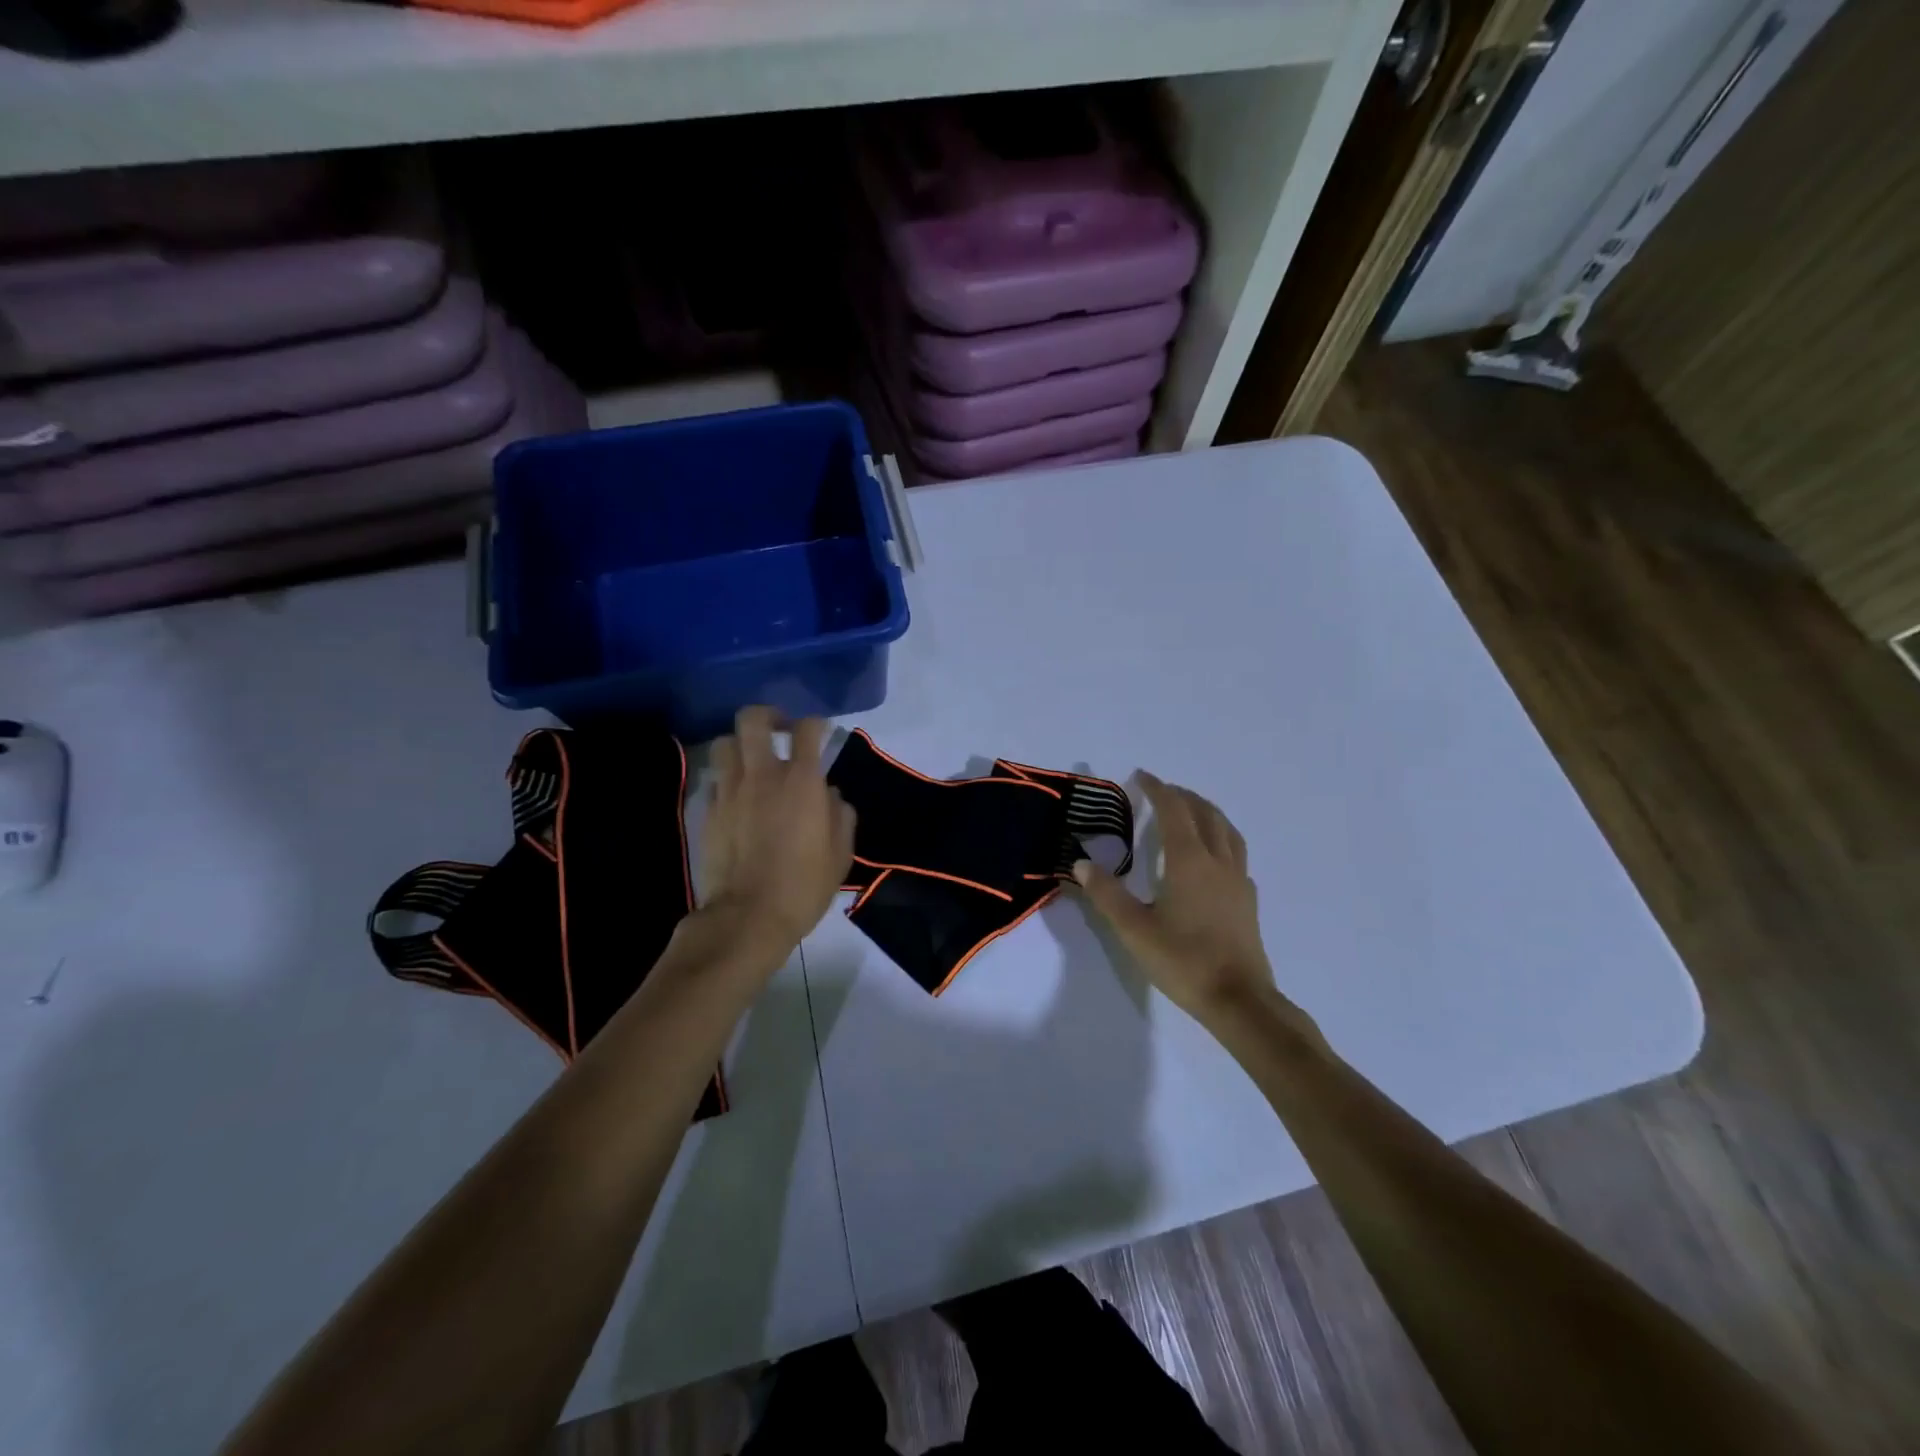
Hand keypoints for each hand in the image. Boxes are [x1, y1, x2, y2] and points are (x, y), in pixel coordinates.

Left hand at [698, 707, 856, 956]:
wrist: (748, 916)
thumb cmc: (804, 885)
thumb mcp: (840, 853)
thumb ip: (840, 815)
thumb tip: (830, 795)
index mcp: (802, 781)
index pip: (807, 729)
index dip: (816, 725)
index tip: (821, 735)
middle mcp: (763, 775)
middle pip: (754, 719)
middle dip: (768, 717)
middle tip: (780, 732)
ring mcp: (730, 790)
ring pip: (725, 743)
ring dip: (741, 746)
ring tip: (752, 762)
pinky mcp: (708, 810)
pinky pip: (715, 779)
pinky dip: (727, 779)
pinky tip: (737, 797)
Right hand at [1073, 771, 1306, 1032]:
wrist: (1239, 1000)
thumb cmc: (1183, 961)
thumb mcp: (1134, 929)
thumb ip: (1106, 894)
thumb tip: (1081, 862)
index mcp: (1189, 861)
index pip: (1174, 811)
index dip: (1158, 790)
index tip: (1141, 776)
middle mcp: (1218, 862)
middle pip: (1205, 814)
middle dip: (1183, 796)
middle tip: (1162, 791)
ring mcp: (1238, 880)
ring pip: (1227, 831)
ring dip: (1207, 812)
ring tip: (1191, 811)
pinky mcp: (1248, 900)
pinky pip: (1237, 854)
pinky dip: (1222, 839)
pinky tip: (1213, 856)